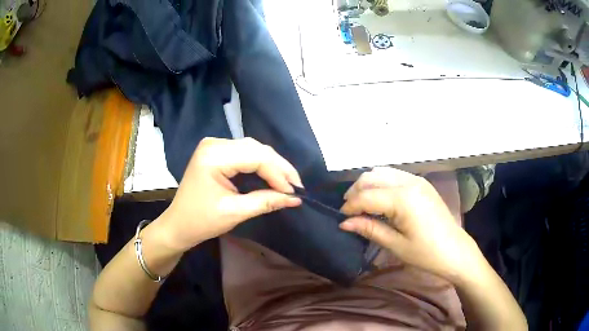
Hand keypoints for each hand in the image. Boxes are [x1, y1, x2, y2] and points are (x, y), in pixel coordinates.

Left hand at [156, 138, 302, 253]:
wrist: (178, 224)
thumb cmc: (201, 221)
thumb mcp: (234, 212)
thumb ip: (265, 201)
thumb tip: (295, 198)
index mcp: (214, 156)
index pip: (256, 157)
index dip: (279, 173)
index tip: (294, 192)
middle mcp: (214, 144)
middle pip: (256, 149)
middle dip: (279, 168)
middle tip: (295, 187)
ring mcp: (214, 145)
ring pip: (253, 149)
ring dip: (272, 165)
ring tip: (287, 182)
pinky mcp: (216, 152)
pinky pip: (245, 153)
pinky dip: (260, 164)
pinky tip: (271, 176)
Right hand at [340, 167, 481, 282]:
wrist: (455, 251)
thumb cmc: (426, 253)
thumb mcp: (396, 245)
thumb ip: (369, 229)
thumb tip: (344, 223)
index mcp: (403, 198)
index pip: (366, 196)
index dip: (350, 207)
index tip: (341, 219)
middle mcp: (409, 182)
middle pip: (371, 177)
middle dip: (355, 192)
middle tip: (349, 212)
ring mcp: (417, 180)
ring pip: (382, 172)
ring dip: (367, 185)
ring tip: (362, 205)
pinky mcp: (422, 183)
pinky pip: (394, 175)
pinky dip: (381, 183)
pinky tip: (380, 200)